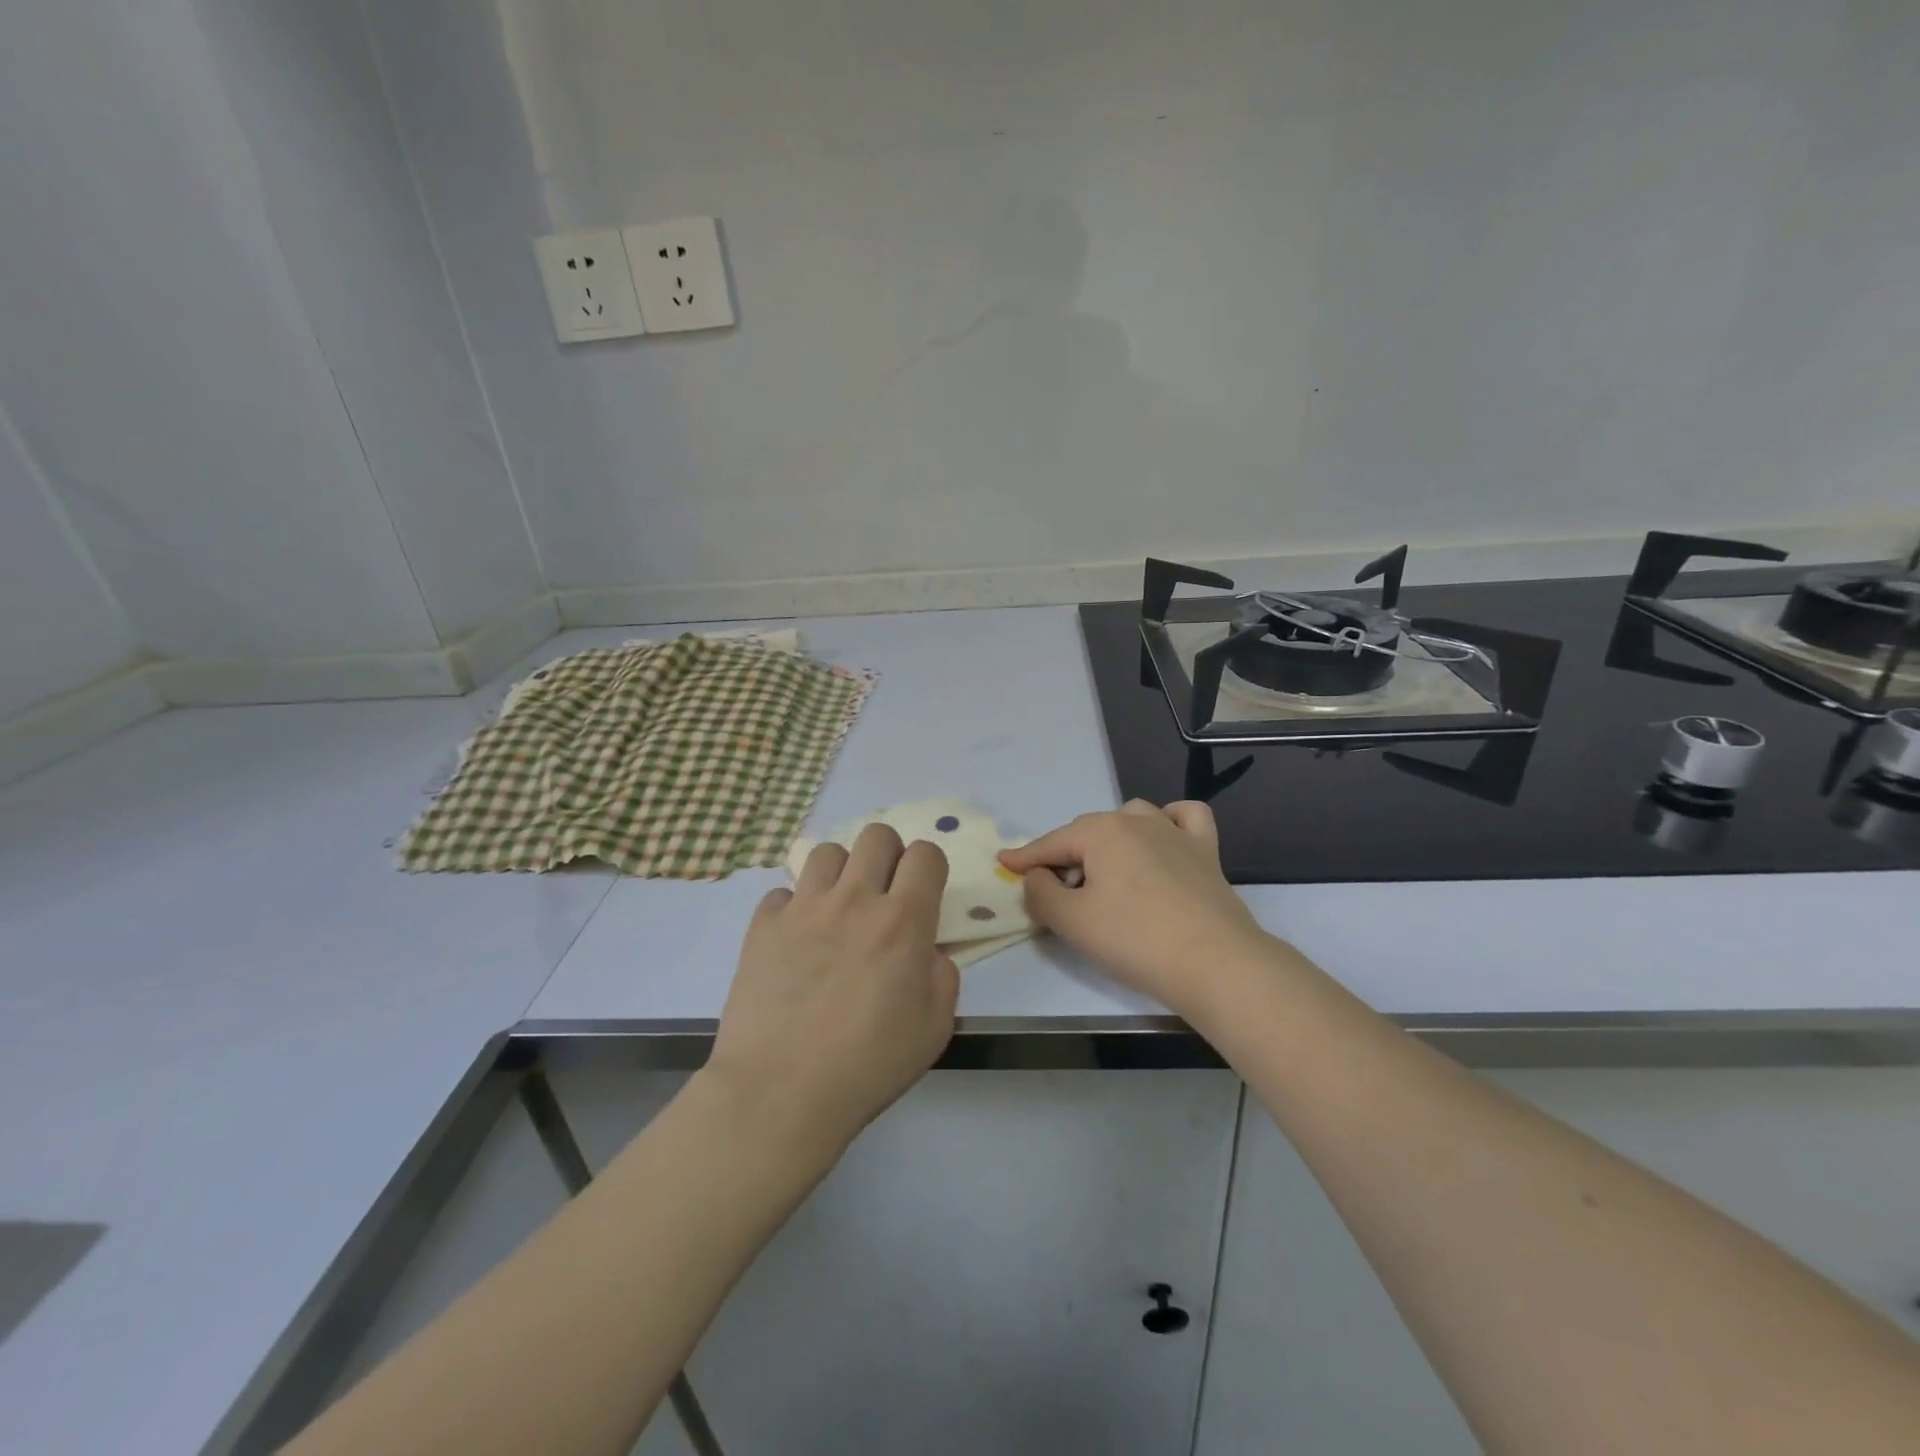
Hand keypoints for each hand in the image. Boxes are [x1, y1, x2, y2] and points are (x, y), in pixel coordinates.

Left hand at [706, 824, 958, 1154]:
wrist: (780, 1093)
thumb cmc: (867, 1065)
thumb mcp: (934, 1028)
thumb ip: (942, 975)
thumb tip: (926, 950)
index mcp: (902, 921)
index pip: (925, 854)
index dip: (930, 867)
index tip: (924, 893)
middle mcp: (854, 900)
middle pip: (876, 835)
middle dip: (888, 855)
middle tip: (883, 894)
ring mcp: (804, 908)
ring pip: (827, 852)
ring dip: (841, 873)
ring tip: (838, 910)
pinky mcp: (763, 925)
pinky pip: (783, 892)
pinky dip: (795, 908)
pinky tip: (796, 941)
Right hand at [998, 800, 1271, 1018]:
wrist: (1215, 962)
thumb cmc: (1134, 939)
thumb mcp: (1071, 921)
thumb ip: (1040, 893)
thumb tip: (1036, 878)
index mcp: (1100, 832)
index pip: (1050, 844)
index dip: (1024, 858)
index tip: (1003, 864)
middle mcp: (1136, 820)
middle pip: (1087, 832)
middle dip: (1065, 855)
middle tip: (1055, 891)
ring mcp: (1175, 832)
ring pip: (1131, 818)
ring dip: (1110, 838)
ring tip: (1104, 871)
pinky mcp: (1206, 851)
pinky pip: (1184, 818)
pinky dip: (1168, 822)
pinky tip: (1162, 841)